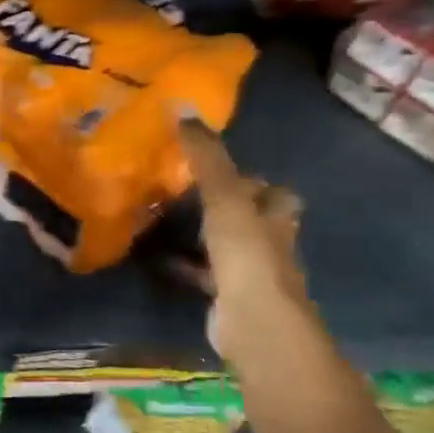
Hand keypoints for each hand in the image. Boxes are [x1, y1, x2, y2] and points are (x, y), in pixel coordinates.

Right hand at [177, 119, 305, 315]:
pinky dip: (183, 265)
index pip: (273, 192)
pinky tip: (157, 258)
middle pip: (249, 218)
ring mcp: (250, 273)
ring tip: (163, 219)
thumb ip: (206, 157)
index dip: (252, 180)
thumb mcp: (224, 197)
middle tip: (180, 191)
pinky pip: (203, 274)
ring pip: (225, 246)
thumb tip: (184, 108)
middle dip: (221, 206)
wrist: (255, 324)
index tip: (217, 169)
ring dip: (201, 235)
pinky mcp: (228, 297)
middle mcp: (269, 242)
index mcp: (275, 215)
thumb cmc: (247, 254)